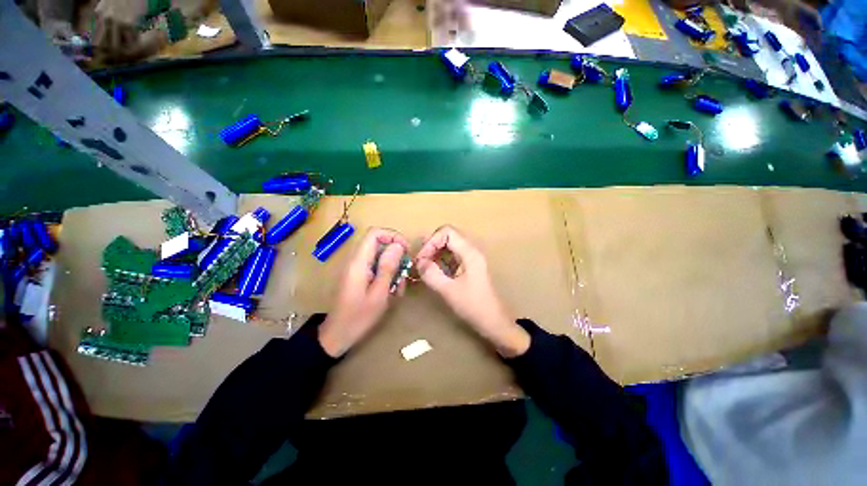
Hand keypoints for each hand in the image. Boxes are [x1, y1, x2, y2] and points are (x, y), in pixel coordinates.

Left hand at [319, 228, 409, 356]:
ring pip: (381, 256)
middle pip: (379, 243)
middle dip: (396, 254)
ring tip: (398, 287)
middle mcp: (357, 260)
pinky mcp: (360, 276)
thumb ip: (388, 267)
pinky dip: (388, 275)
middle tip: (405, 272)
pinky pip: (377, 267)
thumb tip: (398, 245)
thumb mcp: (379, 293)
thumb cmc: (359, 317)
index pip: (375, 233)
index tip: (406, 249)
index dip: (393, 236)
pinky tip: (392, 291)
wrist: (337, 335)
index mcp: (359, 261)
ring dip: (394, 268)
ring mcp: (358, 268)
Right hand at [416, 226, 528, 357]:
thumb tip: (418, 262)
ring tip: (424, 265)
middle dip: (432, 245)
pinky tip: (434, 271)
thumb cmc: (473, 306)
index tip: (422, 259)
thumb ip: (431, 274)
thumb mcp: (449, 290)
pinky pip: (453, 255)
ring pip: (450, 245)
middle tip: (421, 261)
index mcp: (470, 253)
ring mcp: (471, 258)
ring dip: (436, 252)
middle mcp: (472, 250)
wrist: (493, 321)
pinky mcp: (469, 266)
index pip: (447, 232)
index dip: (431, 241)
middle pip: (448, 236)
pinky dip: (441, 259)